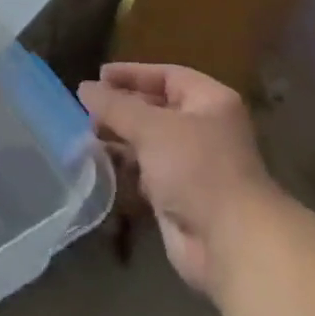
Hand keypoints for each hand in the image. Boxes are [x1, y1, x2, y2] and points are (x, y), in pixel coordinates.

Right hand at [80, 63, 270, 295]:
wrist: (229, 241)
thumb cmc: (196, 168)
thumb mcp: (151, 127)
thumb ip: (115, 106)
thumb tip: (84, 88)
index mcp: (210, 102)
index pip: (168, 76)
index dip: (133, 74)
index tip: (98, 76)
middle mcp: (204, 129)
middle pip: (156, 109)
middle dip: (122, 108)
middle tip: (87, 108)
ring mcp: (192, 164)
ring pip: (149, 142)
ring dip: (120, 137)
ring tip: (86, 134)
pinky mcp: (179, 196)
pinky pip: (146, 172)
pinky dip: (124, 167)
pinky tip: (98, 163)